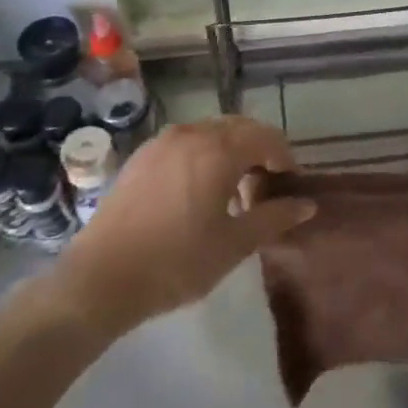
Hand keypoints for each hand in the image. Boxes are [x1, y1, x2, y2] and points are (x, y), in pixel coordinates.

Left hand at [52, 116, 314, 334]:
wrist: (100, 278)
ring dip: (230, 153)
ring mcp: (162, 142)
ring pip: (210, 133)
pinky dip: (202, 156)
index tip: (289, 186)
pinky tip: (197, 193)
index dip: (284, 158)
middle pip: (239, 128)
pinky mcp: (142, 156)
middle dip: (258, 152)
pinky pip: (185, 143)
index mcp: (218, 149)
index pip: (266, 137)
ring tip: (232, 193)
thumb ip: (274, 218)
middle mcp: (192, 134)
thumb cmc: (176, 262)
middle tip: (264, 189)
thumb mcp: (234, 245)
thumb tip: (307, 205)